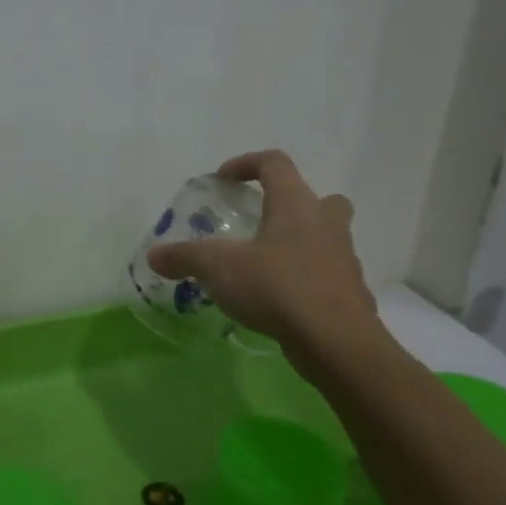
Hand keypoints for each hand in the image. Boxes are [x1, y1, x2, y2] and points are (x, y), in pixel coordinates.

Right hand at [147, 150, 377, 366]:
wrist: (336, 341)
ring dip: (300, 242)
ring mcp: (344, 258)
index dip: (247, 163)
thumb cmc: (277, 287)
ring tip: (267, 264)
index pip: (275, 163)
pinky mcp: (351, 293)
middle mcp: (326, 223)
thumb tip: (154, 255)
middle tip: (262, 220)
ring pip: (326, 237)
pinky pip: (327, 274)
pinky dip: (307, 279)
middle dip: (290, 203)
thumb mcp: (219, 268)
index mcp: (295, 204)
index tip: (224, 179)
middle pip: (317, 198)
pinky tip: (282, 300)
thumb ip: (185, 257)